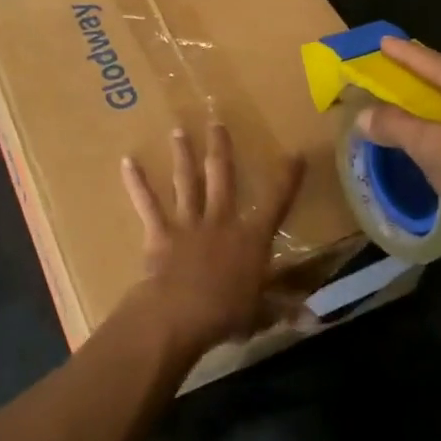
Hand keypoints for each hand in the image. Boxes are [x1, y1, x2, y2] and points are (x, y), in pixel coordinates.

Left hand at [119, 123, 306, 356]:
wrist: (180, 314)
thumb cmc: (226, 314)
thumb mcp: (262, 313)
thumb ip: (284, 308)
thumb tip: (313, 318)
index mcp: (250, 238)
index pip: (276, 203)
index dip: (287, 179)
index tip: (295, 154)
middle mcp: (221, 221)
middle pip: (222, 177)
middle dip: (220, 148)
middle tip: (216, 122)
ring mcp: (188, 223)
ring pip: (186, 182)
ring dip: (182, 155)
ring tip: (178, 131)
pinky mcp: (160, 233)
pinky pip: (147, 204)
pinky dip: (136, 183)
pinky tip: (127, 162)